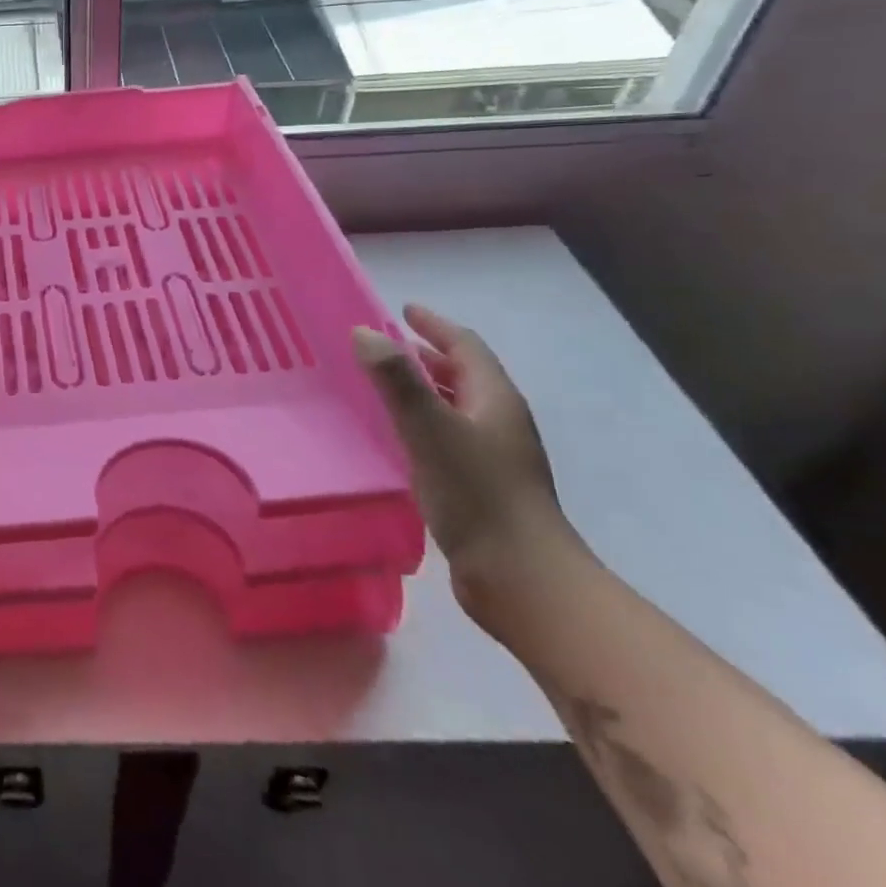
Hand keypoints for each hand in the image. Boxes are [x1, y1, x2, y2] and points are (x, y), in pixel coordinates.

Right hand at [352, 306, 587, 628]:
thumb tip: (365, 332)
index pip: (466, 347)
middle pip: (464, 375)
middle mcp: (499, 421)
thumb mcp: (430, 429)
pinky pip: (447, 436)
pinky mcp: (482, 485)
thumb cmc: (476, 493)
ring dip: (424, 389)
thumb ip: (397, 380)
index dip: (435, 325)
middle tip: (386, 346)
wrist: (520, 576)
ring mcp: (494, 455)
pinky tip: (398, 437)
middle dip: (428, 355)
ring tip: (384, 386)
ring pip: (455, 407)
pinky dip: (422, 422)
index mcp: (495, 400)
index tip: (404, 310)